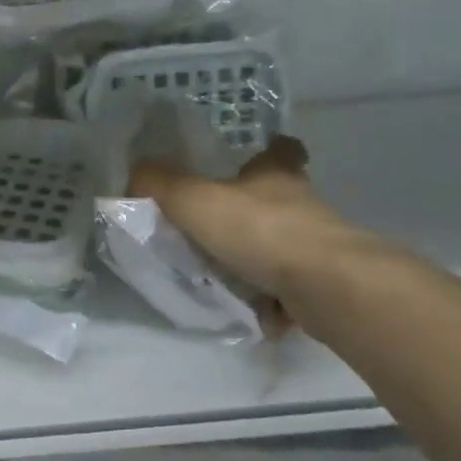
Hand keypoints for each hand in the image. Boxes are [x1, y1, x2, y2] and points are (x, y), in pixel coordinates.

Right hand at [129, 136, 358, 301]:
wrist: (325, 287)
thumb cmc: (260, 231)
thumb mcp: (194, 200)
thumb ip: (159, 184)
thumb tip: (134, 173)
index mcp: (276, 175)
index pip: (280, 149)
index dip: (268, 150)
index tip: (252, 159)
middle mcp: (303, 205)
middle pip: (280, 200)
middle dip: (252, 213)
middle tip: (217, 229)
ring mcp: (318, 246)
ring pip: (284, 245)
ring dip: (260, 258)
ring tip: (223, 276)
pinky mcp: (325, 284)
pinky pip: (290, 289)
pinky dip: (272, 299)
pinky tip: (249, 310)